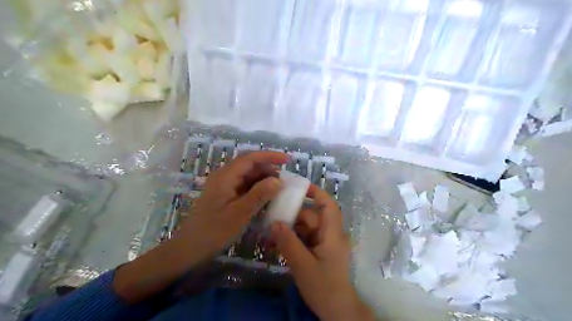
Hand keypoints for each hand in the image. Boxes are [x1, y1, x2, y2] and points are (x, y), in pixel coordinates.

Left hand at [174, 152, 287, 262]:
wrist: (190, 248)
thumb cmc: (214, 231)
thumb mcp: (240, 213)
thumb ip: (260, 194)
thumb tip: (278, 180)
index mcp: (225, 176)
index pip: (250, 158)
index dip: (270, 156)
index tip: (288, 159)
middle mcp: (224, 176)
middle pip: (249, 165)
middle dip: (268, 169)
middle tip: (285, 180)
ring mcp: (224, 186)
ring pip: (247, 176)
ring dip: (263, 179)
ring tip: (279, 189)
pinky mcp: (225, 196)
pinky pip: (244, 186)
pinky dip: (257, 189)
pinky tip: (266, 197)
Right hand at [271, 184, 372, 318]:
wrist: (337, 311)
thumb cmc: (324, 286)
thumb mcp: (302, 264)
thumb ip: (288, 242)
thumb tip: (274, 222)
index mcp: (332, 233)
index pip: (328, 205)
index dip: (316, 192)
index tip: (298, 187)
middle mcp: (330, 234)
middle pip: (310, 217)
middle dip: (290, 217)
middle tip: (269, 218)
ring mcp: (325, 244)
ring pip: (305, 229)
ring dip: (288, 231)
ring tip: (267, 236)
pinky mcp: (319, 252)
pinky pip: (304, 240)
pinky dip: (291, 241)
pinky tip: (274, 247)